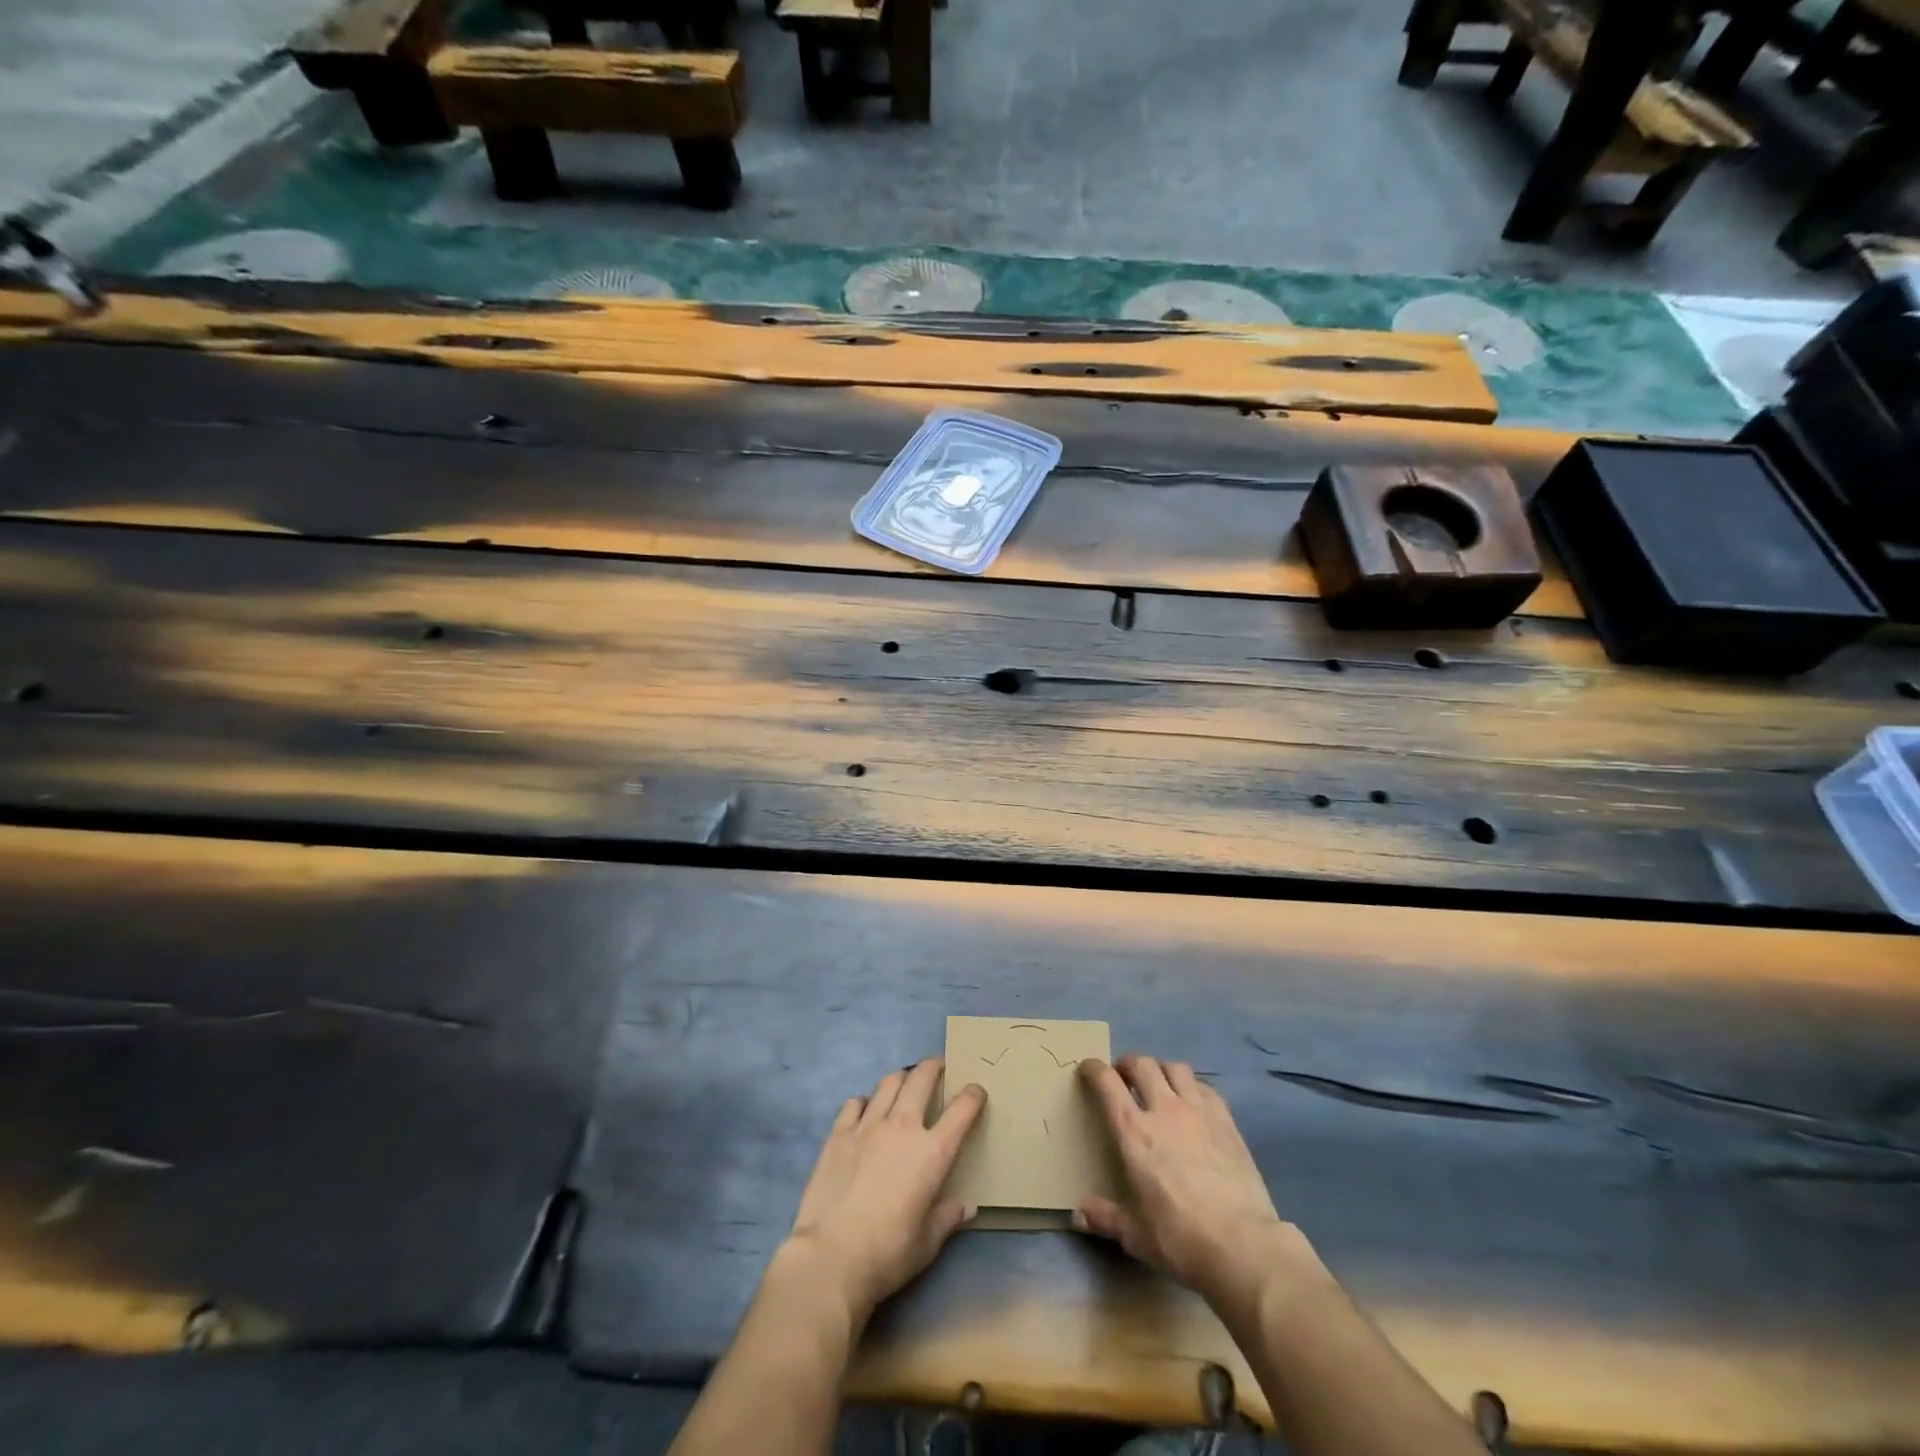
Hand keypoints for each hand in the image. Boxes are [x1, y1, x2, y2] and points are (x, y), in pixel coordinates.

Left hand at [783, 1059, 986, 1321]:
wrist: (831, 1256)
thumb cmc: (888, 1253)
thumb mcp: (927, 1244)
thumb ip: (947, 1218)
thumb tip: (965, 1206)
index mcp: (932, 1152)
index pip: (961, 1110)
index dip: (973, 1095)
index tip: (976, 1091)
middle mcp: (902, 1127)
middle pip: (922, 1078)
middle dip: (934, 1067)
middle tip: (938, 1068)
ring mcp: (867, 1125)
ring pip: (889, 1082)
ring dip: (902, 1078)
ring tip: (904, 1083)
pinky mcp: (838, 1133)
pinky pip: (855, 1103)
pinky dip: (865, 1102)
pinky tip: (865, 1113)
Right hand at [1075, 1054, 1289, 1299]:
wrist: (1242, 1245)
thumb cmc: (1180, 1238)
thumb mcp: (1134, 1235)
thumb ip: (1104, 1217)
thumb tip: (1078, 1214)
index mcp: (1133, 1132)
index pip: (1107, 1082)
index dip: (1094, 1069)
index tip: (1088, 1069)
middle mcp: (1164, 1109)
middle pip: (1142, 1064)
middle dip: (1128, 1064)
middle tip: (1124, 1077)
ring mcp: (1198, 1111)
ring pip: (1176, 1068)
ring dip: (1162, 1070)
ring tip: (1160, 1084)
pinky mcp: (1227, 1121)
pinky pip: (1206, 1088)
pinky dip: (1193, 1087)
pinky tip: (1194, 1103)